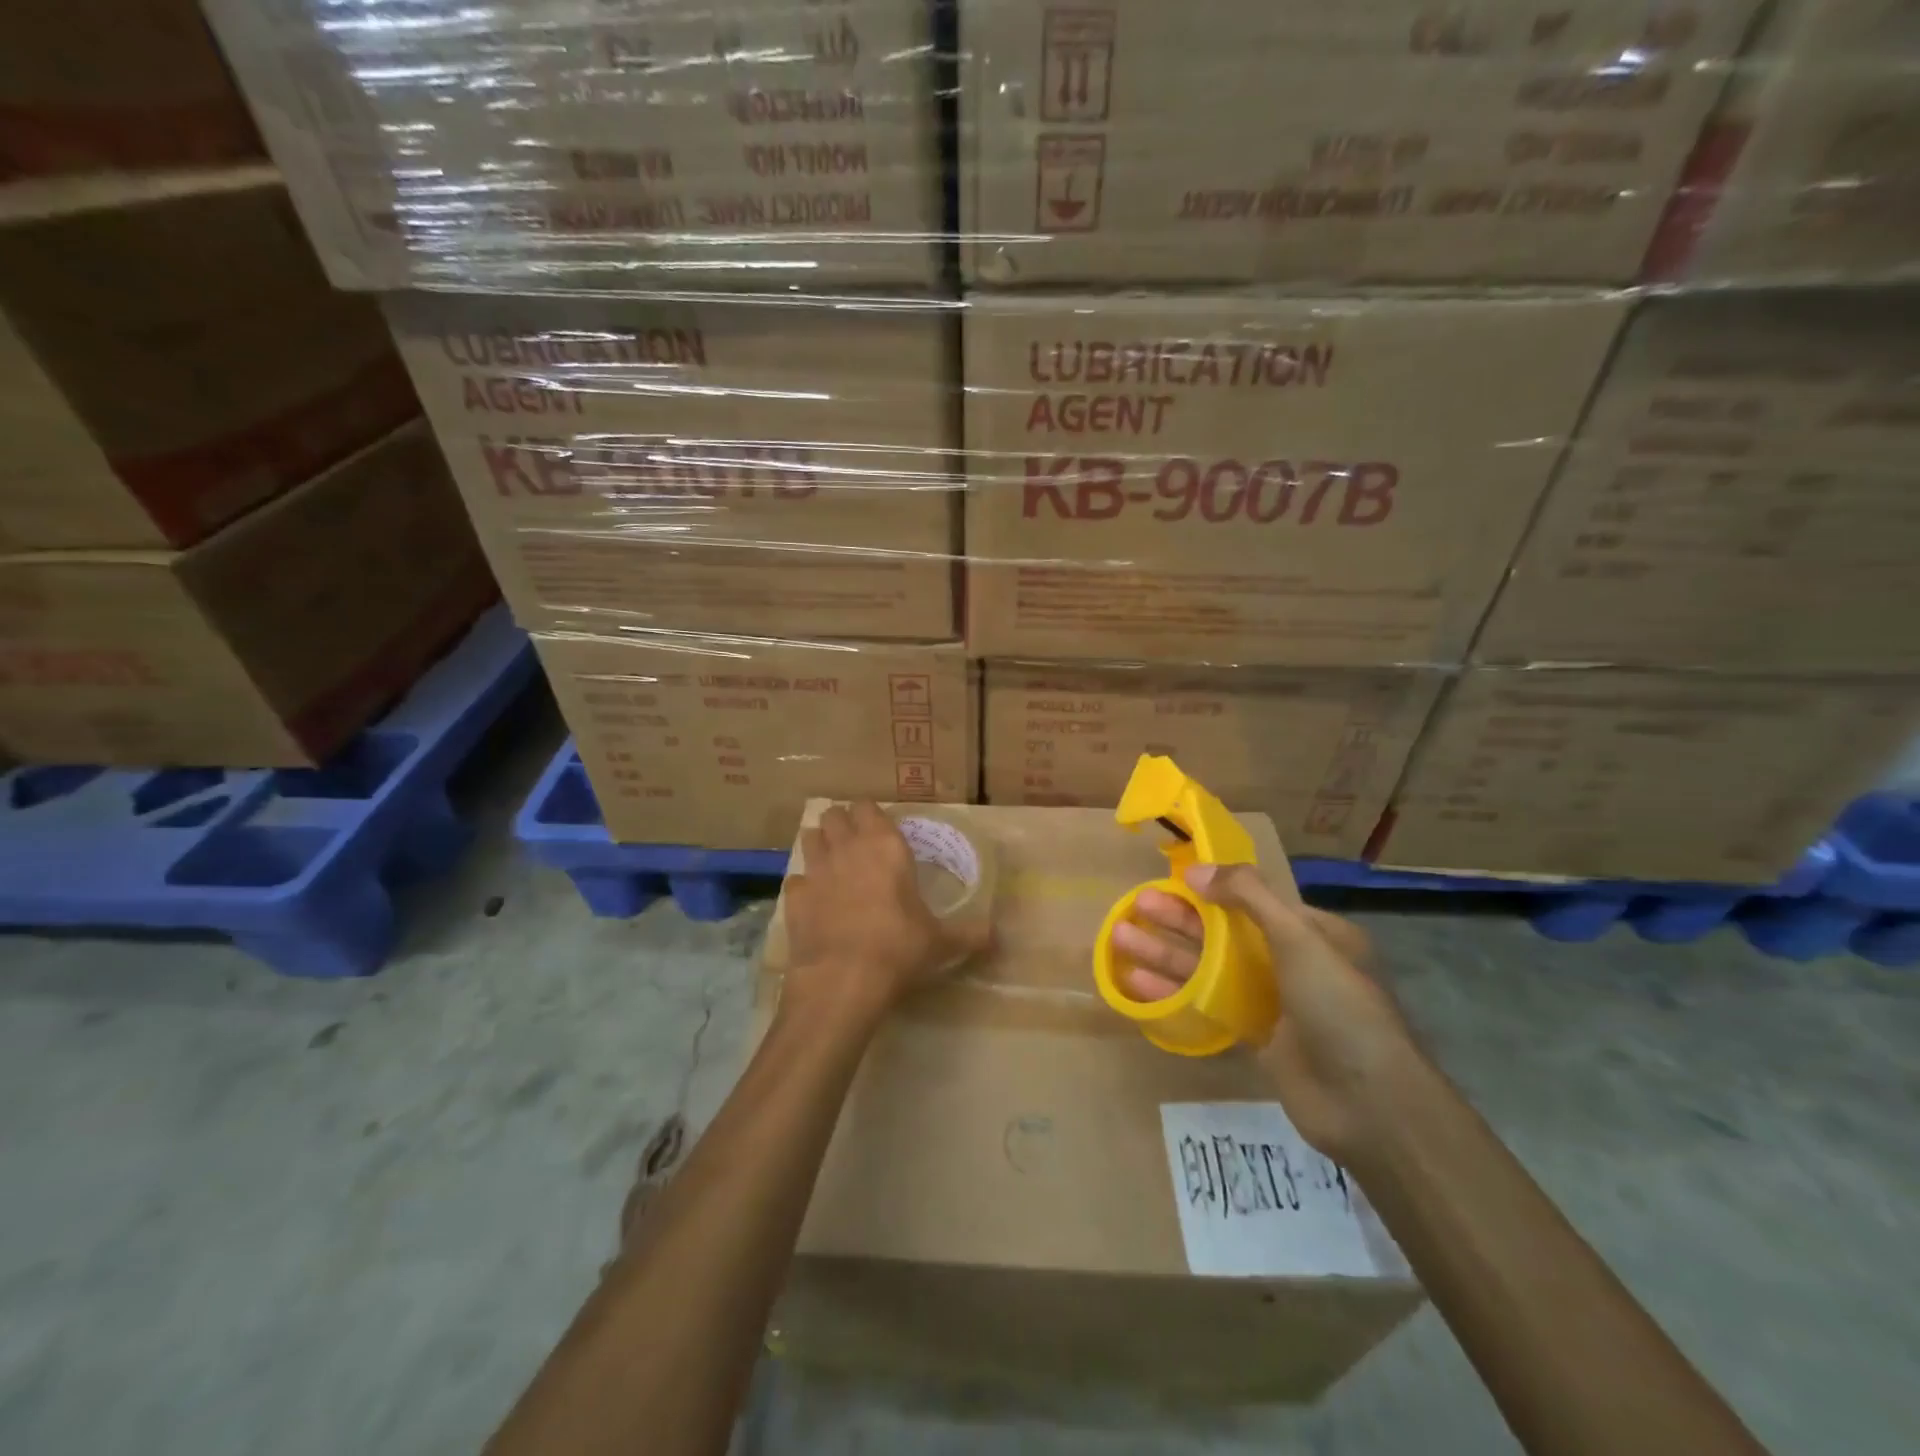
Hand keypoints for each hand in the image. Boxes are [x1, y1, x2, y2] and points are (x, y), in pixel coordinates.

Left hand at [782, 803, 990, 1018]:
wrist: (843, 979)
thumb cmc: (899, 949)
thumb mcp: (941, 943)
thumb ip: (969, 934)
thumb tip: (997, 936)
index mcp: (885, 846)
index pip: (868, 807)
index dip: (870, 814)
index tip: (878, 829)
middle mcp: (848, 848)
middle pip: (833, 814)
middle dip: (841, 823)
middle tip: (854, 843)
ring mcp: (816, 870)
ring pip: (809, 837)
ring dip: (819, 845)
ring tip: (831, 864)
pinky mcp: (794, 897)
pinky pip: (795, 879)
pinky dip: (803, 886)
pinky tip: (814, 902)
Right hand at [1110, 864, 1413, 1161]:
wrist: (1369, 1105)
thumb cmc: (1339, 1007)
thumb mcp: (1300, 938)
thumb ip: (1249, 896)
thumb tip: (1196, 869)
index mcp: (1313, 933)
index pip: (1254, 900)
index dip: (1212, 889)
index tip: (1172, 880)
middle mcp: (1291, 962)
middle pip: (1223, 932)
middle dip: (1179, 919)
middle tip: (1135, 905)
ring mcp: (1271, 1001)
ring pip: (1209, 968)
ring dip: (1167, 953)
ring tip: (1120, 938)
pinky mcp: (1254, 1036)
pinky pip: (1207, 1005)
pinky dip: (1174, 992)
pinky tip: (1137, 984)